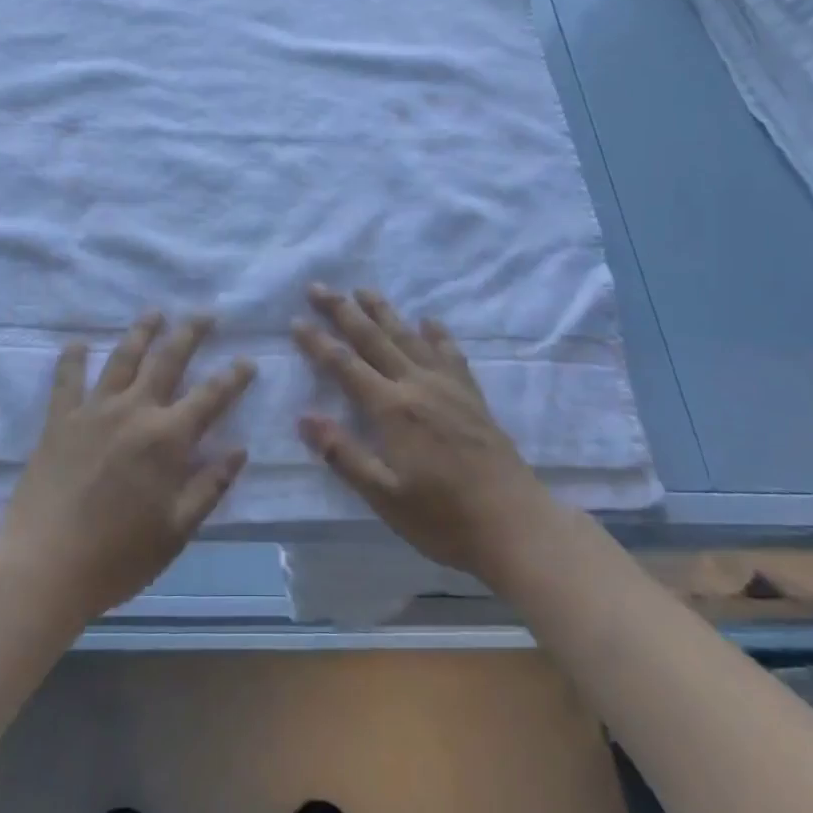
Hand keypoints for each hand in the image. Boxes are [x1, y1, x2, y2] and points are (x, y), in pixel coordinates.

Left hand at [0, 313, 253, 623]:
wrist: (43, 567)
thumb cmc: (118, 556)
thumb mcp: (176, 530)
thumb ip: (209, 486)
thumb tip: (239, 450)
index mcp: (168, 439)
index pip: (210, 396)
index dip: (233, 376)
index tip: (247, 360)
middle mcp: (134, 411)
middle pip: (167, 360)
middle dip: (190, 333)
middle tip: (204, 313)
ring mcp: (93, 411)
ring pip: (123, 358)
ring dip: (142, 332)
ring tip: (154, 312)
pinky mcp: (59, 420)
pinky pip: (67, 379)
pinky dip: (72, 358)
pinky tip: (78, 342)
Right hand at [293, 285, 559, 586]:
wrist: (515, 524)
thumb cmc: (442, 518)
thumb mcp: (384, 496)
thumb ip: (343, 454)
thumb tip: (304, 417)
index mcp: (392, 409)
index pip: (345, 366)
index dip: (318, 342)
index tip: (296, 320)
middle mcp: (417, 385)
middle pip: (373, 339)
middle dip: (343, 311)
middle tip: (318, 287)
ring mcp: (448, 386)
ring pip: (408, 337)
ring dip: (383, 311)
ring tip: (363, 289)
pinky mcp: (471, 395)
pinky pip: (449, 353)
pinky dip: (436, 333)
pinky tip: (429, 321)